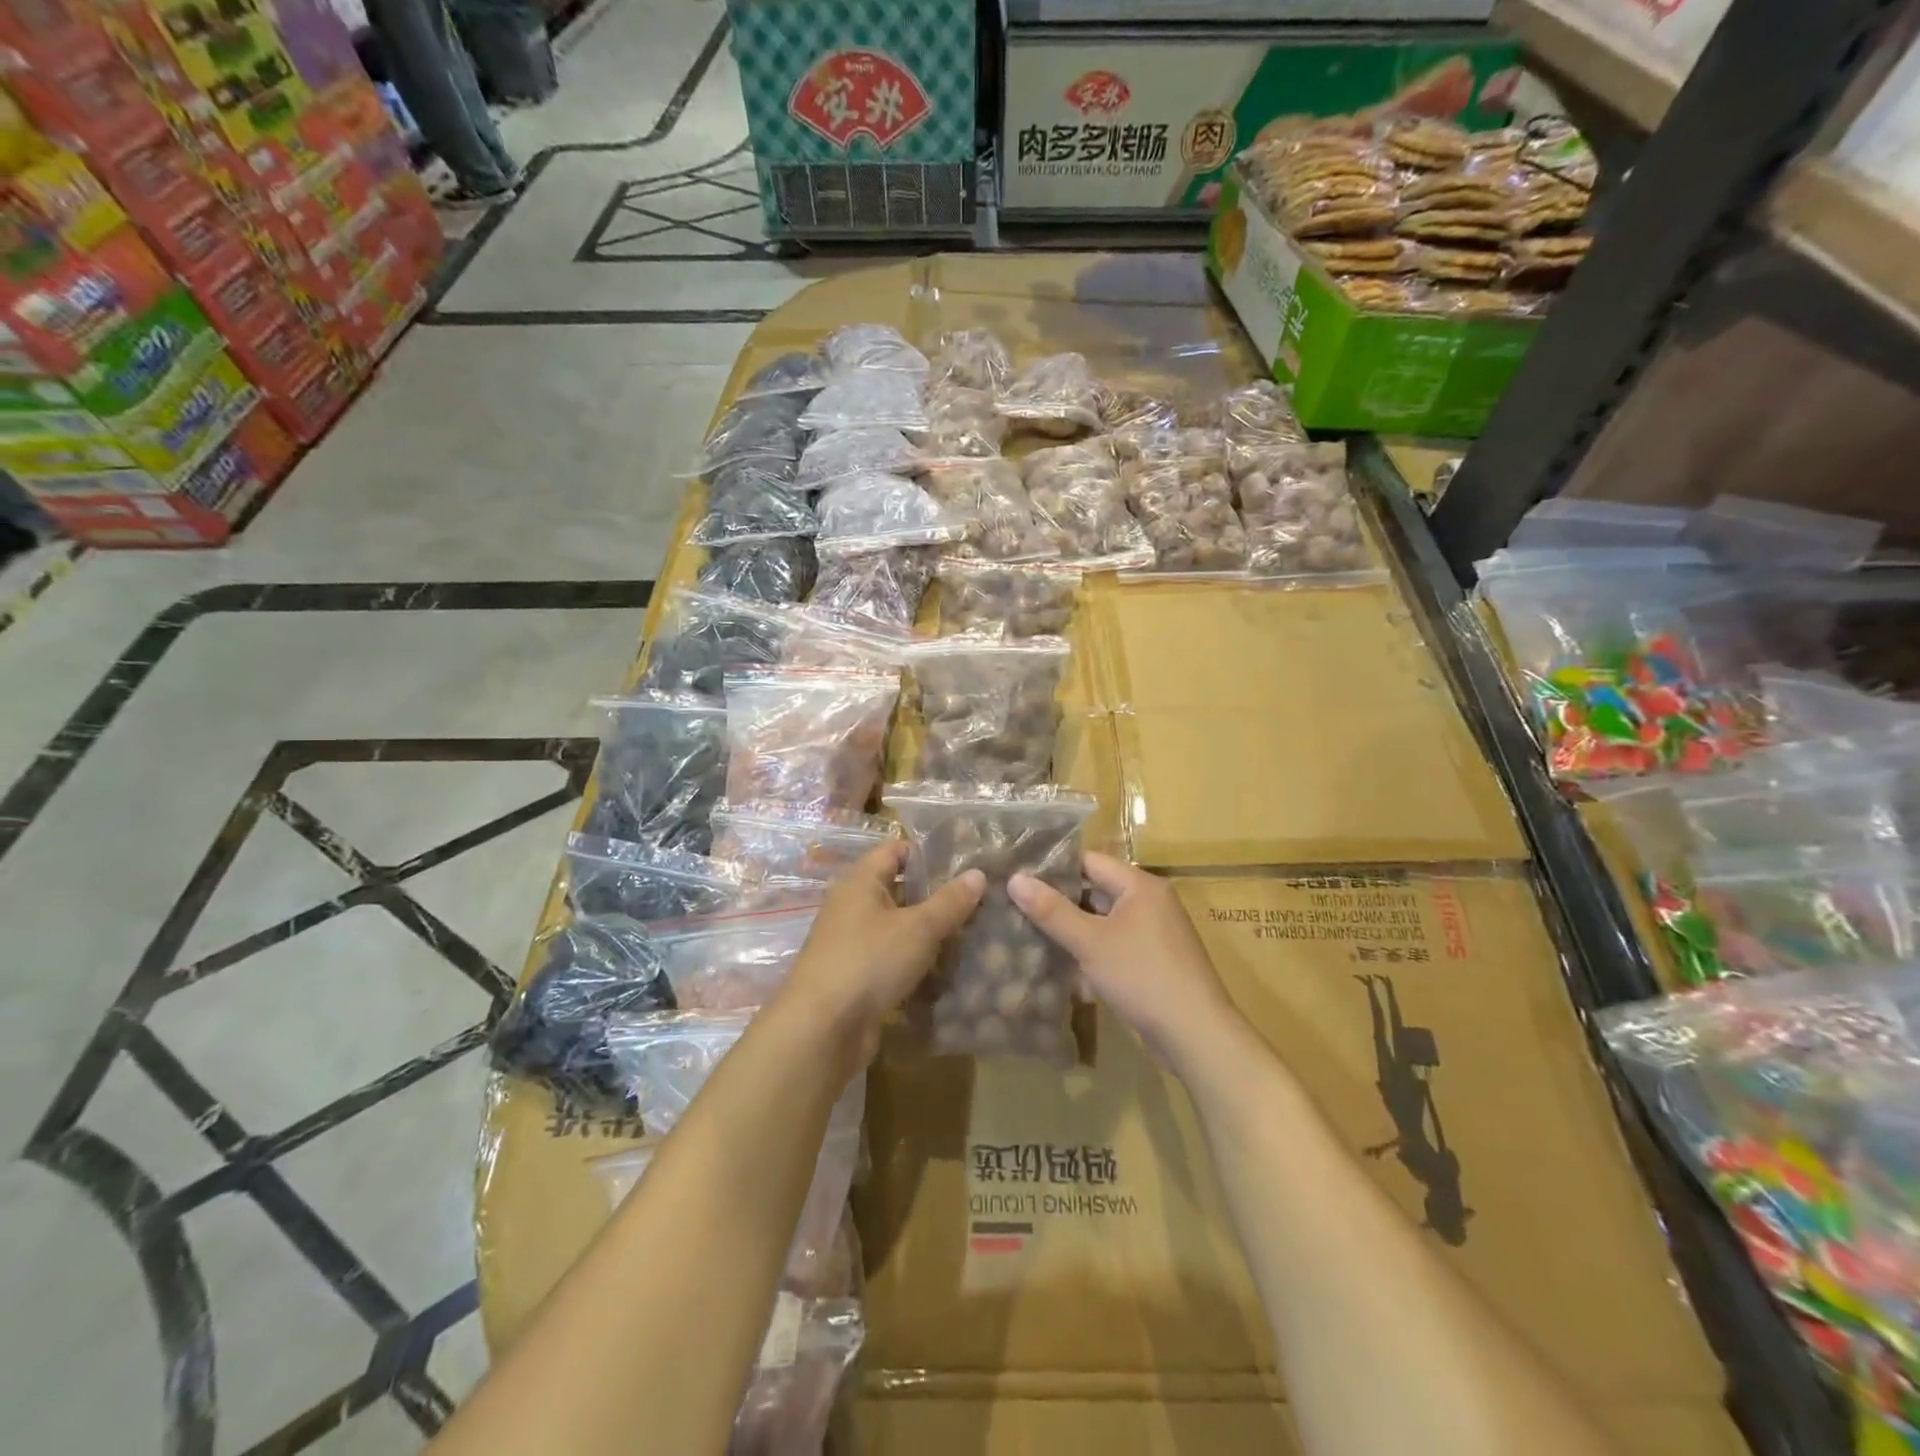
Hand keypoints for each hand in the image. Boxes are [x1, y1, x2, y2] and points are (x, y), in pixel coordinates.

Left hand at [781, 841, 983, 1067]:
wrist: (822, 1029)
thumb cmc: (870, 961)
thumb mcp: (918, 928)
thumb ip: (949, 901)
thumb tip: (978, 874)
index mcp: (860, 882)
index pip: (894, 850)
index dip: (927, 852)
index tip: (964, 861)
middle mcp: (852, 906)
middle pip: (898, 889)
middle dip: (935, 895)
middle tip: (977, 899)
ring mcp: (853, 943)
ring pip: (898, 927)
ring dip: (929, 931)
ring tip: (971, 932)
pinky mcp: (857, 976)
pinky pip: (892, 958)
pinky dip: (916, 960)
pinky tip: (947, 967)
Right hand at [1007, 852, 1240, 1068]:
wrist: (1195, 1034)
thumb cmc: (1142, 976)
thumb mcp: (1090, 942)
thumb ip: (1051, 910)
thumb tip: (1015, 878)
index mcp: (1140, 885)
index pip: (1090, 861)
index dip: (1054, 868)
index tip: (1019, 877)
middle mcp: (1150, 901)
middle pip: (1096, 891)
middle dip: (1060, 902)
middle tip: (1018, 907)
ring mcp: (1154, 933)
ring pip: (1103, 922)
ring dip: (1074, 931)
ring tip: (1031, 936)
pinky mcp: (1154, 961)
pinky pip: (1115, 946)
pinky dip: (1092, 953)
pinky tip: (1064, 969)